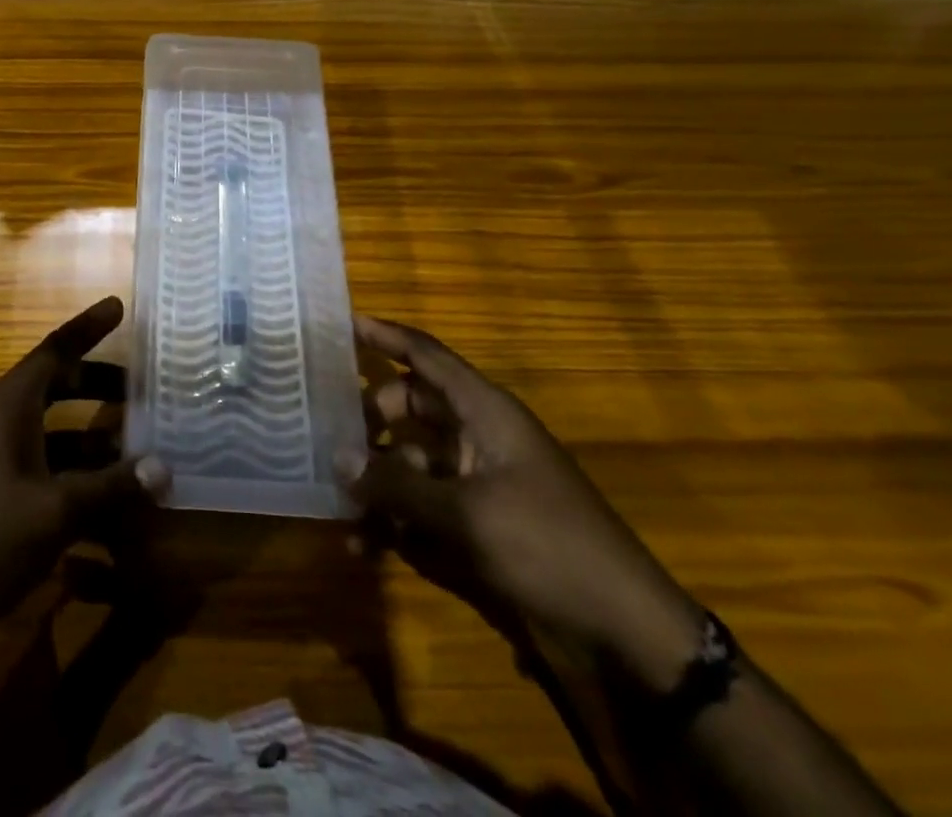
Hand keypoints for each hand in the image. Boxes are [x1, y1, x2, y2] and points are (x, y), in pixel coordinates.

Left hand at [0, 297, 170, 656]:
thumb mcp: (55, 512)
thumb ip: (111, 488)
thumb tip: (163, 467)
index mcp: (9, 404)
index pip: (56, 349)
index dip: (88, 327)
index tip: (118, 306)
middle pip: (52, 386)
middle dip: (95, 384)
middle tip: (138, 388)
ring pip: (46, 431)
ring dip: (85, 437)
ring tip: (129, 449)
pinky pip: (34, 465)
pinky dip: (67, 472)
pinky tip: (94, 503)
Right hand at [344, 315, 703, 691]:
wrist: (623, 628)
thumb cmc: (547, 544)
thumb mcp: (466, 513)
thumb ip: (398, 484)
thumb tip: (339, 459)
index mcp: (484, 412)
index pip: (427, 356)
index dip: (387, 336)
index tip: (343, 323)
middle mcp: (477, 436)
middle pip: (411, 407)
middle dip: (369, 419)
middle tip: (328, 433)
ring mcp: (477, 480)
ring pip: (410, 461)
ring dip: (377, 480)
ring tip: (339, 503)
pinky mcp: (477, 523)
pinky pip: (422, 507)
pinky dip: (394, 521)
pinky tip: (363, 545)